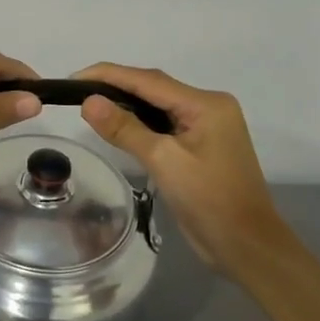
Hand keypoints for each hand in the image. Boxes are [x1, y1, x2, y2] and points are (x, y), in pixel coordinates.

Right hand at [74, 63, 290, 279]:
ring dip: (126, 105)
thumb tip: (89, 102)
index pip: (148, 80)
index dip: (108, 75)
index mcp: (205, 104)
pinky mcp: (200, 146)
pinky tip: (117, 127)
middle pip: (154, 88)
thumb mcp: (163, 161)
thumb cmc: (209, 201)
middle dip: (115, 87)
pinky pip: (164, 124)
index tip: (74, 78)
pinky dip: (139, 123)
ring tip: (89, 107)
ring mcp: (206, 127)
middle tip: (76, 93)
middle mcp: (208, 107)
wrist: (246, 245)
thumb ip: (125, 129)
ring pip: (158, 106)